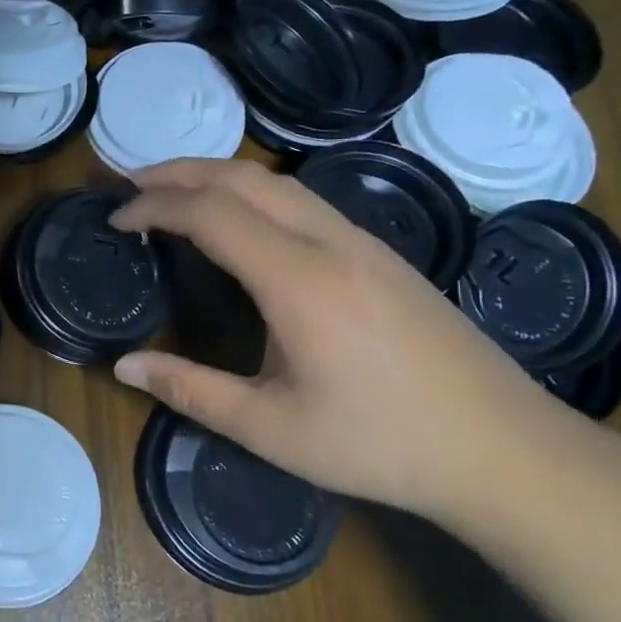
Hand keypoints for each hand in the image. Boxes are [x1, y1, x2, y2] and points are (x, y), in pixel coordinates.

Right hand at [110, 159, 620, 525]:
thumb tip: (122, 365)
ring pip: (278, 182)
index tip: (115, 221)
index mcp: (298, 279)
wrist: (505, 450)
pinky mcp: (382, 254)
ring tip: (173, 194)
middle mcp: (330, 242)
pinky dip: (252, 193)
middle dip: (178, 172)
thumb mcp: (269, 427)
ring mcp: (363, 242)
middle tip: (129, 186)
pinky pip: (303, 200)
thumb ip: (189, 389)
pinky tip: (239, 222)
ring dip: (216, 176)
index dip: (154, 207)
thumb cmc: (380, 443)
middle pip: (243, 177)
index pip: (210, 212)